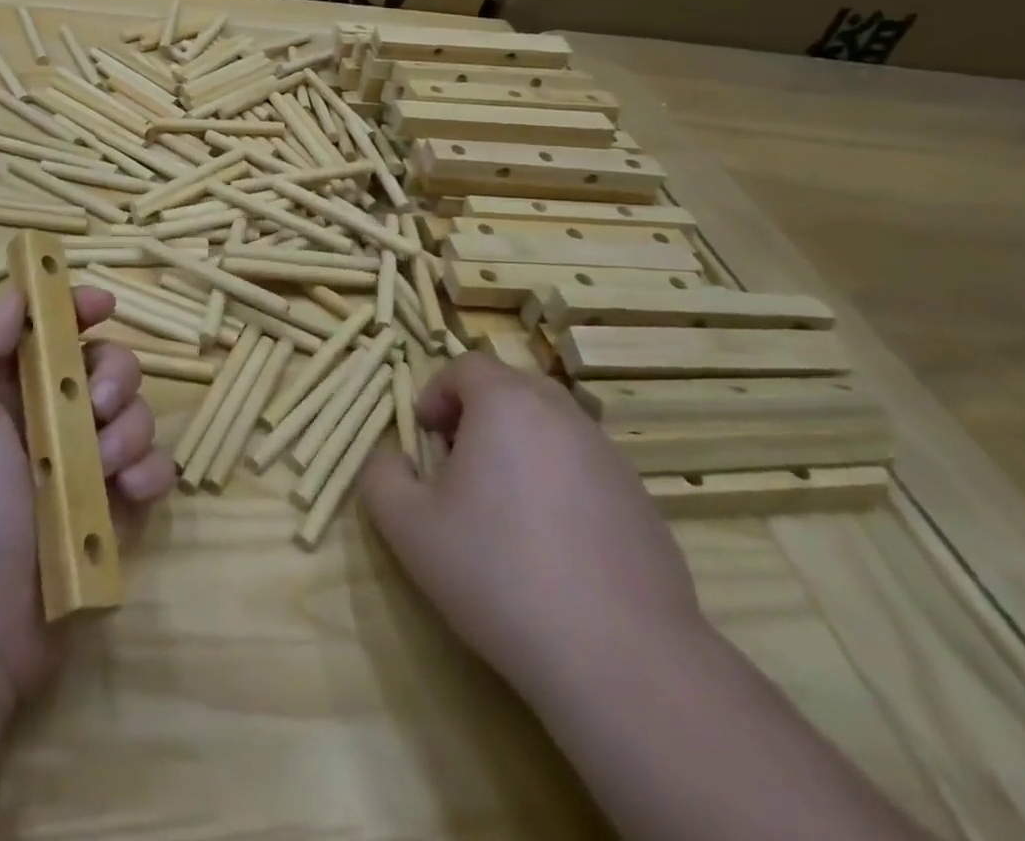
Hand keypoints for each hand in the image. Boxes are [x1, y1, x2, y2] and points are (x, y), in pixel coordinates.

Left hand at [0, 286, 174, 709]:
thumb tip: (20, 293)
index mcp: (7, 393)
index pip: (52, 332)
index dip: (78, 309)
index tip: (103, 306)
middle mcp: (50, 421)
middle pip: (106, 366)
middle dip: (114, 375)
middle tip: (95, 406)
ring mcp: (86, 467)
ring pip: (137, 414)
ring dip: (129, 430)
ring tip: (104, 469)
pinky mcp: (115, 510)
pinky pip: (154, 470)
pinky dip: (151, 473)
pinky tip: (129, 494)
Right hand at [359, 350, 706, 699]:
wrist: (621, 658)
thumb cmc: (498, 573)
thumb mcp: (408, 527)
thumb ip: (382, 476)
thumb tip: (394, 459)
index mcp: (506, 404)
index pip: (466, 366)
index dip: (437, 393)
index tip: (426, 438)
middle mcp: (562, 416)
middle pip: (511, 390)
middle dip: (477, 416)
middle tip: (459, 467)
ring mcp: (610, 458)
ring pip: (551, 429)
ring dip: (519, 449)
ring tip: (504, 509)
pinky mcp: (642, 503)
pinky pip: (585, 471)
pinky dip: (559, 486)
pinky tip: (551, 548)